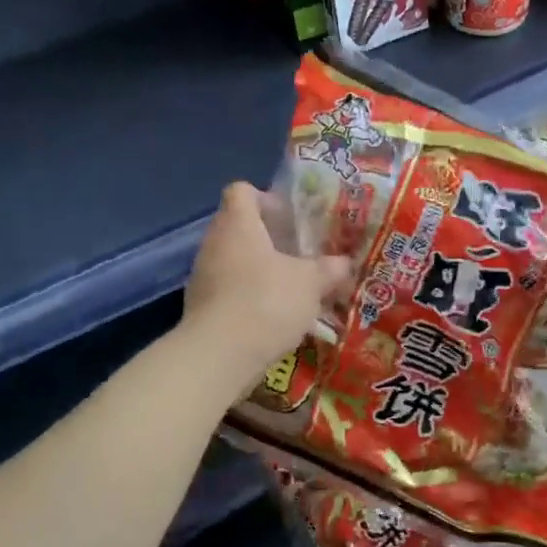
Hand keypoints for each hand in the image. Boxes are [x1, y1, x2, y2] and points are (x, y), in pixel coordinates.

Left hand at [184, 182, 351, 390]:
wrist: (220, 355)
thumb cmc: (267, 301)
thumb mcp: (311, 283)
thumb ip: (329, 269)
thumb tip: (345, 263)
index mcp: (238, 225)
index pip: (241, 191)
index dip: (265, 198)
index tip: (290, 218)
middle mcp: (214, 244)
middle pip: (239, 228)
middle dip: (269, 240)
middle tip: (300, 256)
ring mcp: (203, 277)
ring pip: (235, 262)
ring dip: (260, 272)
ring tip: (292, 291)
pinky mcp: (201, 309)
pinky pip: (229, 293)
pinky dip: (249, 299)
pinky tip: (274, 319)